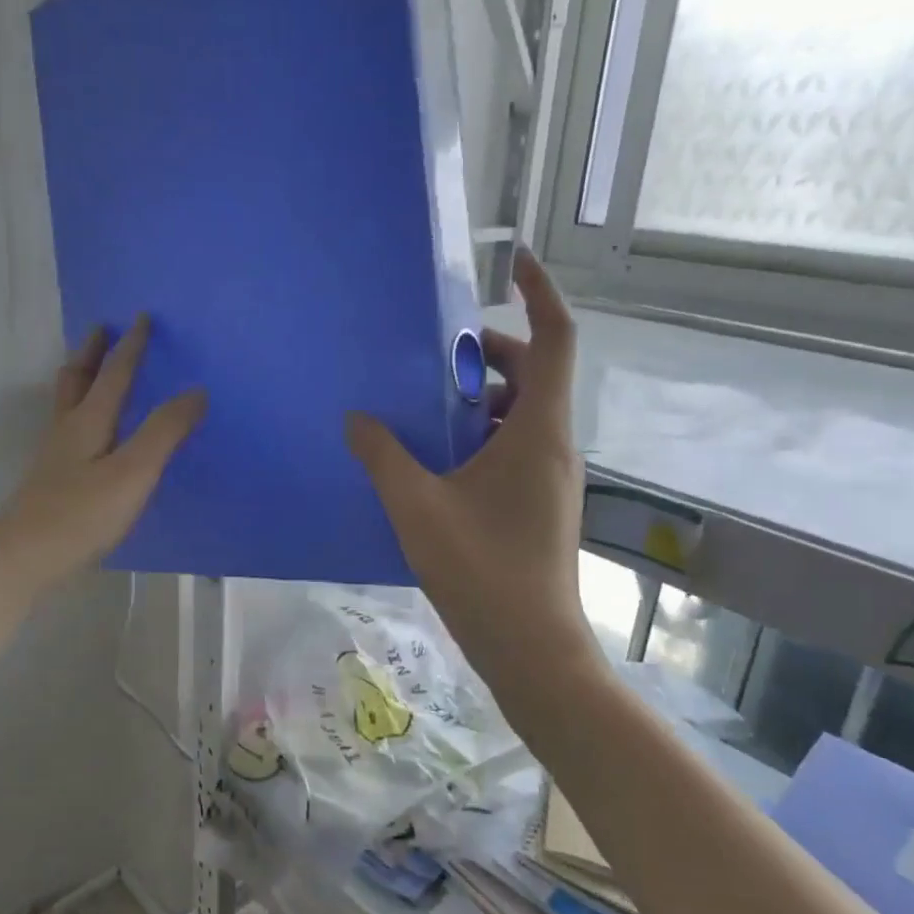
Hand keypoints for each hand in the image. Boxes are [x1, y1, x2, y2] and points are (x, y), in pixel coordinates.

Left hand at [0, 318, 205, 593]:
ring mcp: (55, 456)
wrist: (20, 560)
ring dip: (81, 378)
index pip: (114, 373)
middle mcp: (67, 430)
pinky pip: (69, 428)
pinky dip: (81, 411)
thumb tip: (196, 391)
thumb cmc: (81, 514)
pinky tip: (90, 432)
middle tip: (102, 329)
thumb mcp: (133, 472)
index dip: (130, 345)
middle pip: (77, 379)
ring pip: (67, 403)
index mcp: (88, 420)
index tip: (141, 317)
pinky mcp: (51, 480)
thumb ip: (164, 432)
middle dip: (92, 352)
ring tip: (93, 371)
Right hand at [345, 250, 596, 722]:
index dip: (541, 293)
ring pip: (524, 412)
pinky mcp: (541, 503)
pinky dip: (483, 433)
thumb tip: (357, 418)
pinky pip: (516, 445)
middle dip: (490, 352)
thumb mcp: (417, 506)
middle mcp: (554, 445)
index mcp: (539, 431)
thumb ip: (383, 455)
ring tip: (427, 405)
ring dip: (482, 398)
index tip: (514, 262)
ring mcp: (551, 477)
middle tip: (436, 355)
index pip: (557, 339)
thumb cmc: (481, 572)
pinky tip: (437, 458)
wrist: (533, 651)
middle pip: (536, 372)